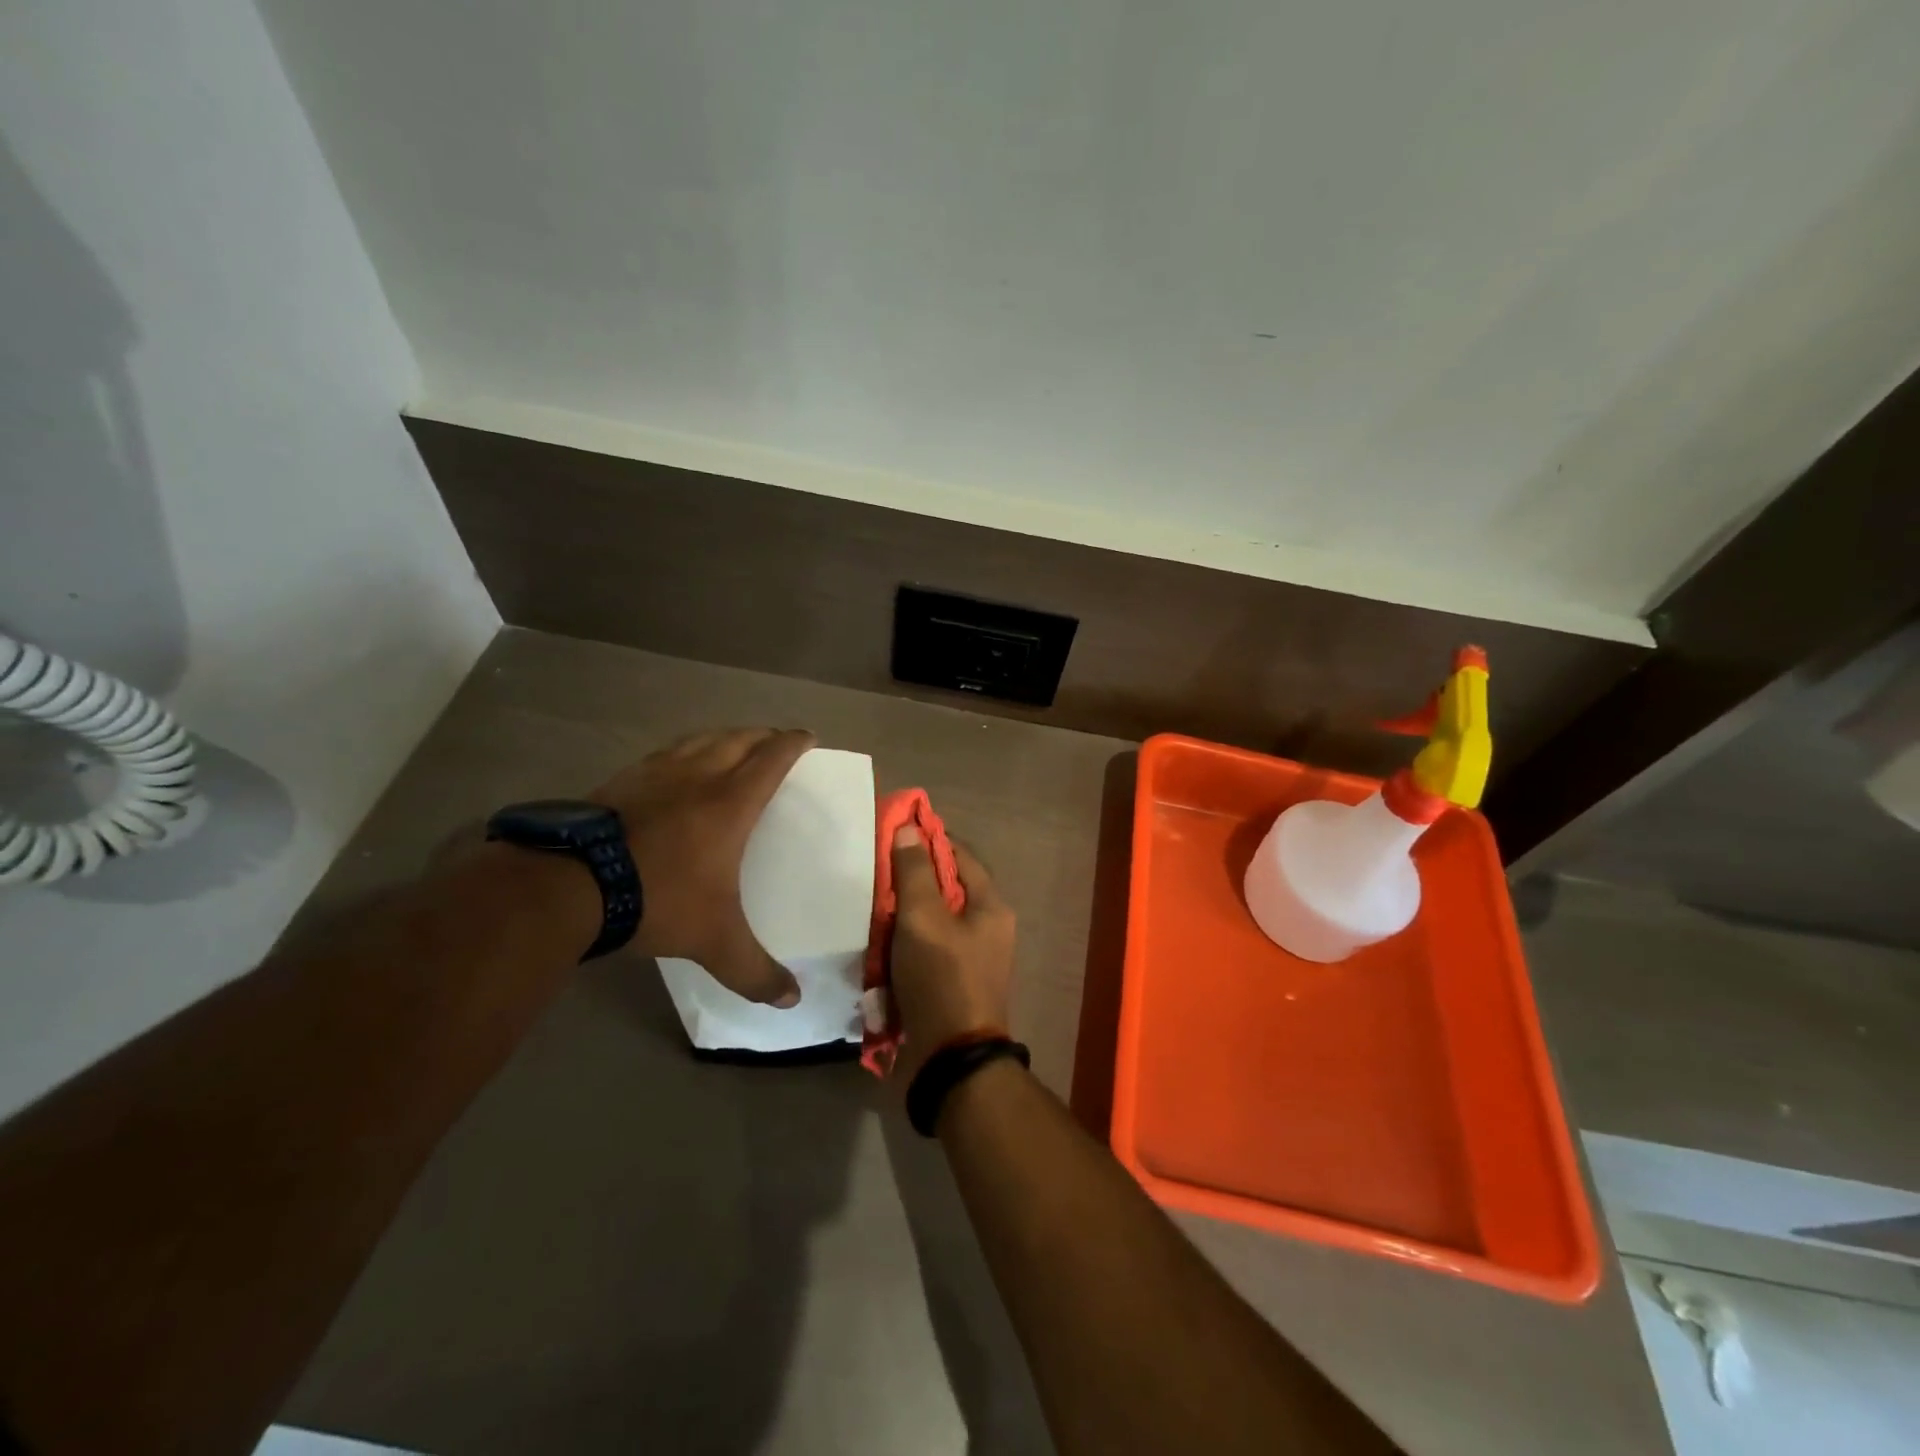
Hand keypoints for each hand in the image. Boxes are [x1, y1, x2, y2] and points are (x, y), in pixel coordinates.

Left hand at [590, 728, 814, 1005]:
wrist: (571, 885)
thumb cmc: (658, 899)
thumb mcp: (714, 942)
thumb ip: (755, 971)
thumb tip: (792, 1001)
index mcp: (731, 802)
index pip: (772, 758)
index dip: (794, 743)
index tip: (809, 737)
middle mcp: (698, 776)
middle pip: (739, 739)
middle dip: (763, 735)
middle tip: (776, 742)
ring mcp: (656, 773)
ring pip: (700, 739)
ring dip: (724, 737)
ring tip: (732, 746)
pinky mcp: (622, 779)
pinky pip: (666, 753)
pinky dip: (685, 751)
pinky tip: (676, 768)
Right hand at [887, 828, 1015, 1082]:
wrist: (951, 1059)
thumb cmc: (941, 977)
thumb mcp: (923, 918)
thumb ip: (915, 872)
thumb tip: (909, 829)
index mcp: (991, 907)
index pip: (961, 855)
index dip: (931, 839)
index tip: (896, 831)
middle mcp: (988, 928)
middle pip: (947, 889)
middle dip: (912, 880)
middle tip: (876, 872)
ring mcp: (972, 958)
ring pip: (934, 921)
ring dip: (904, 914)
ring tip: (871, 906)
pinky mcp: (953, 983)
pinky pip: (927, 950)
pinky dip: (905, 944)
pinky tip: (879, 944)